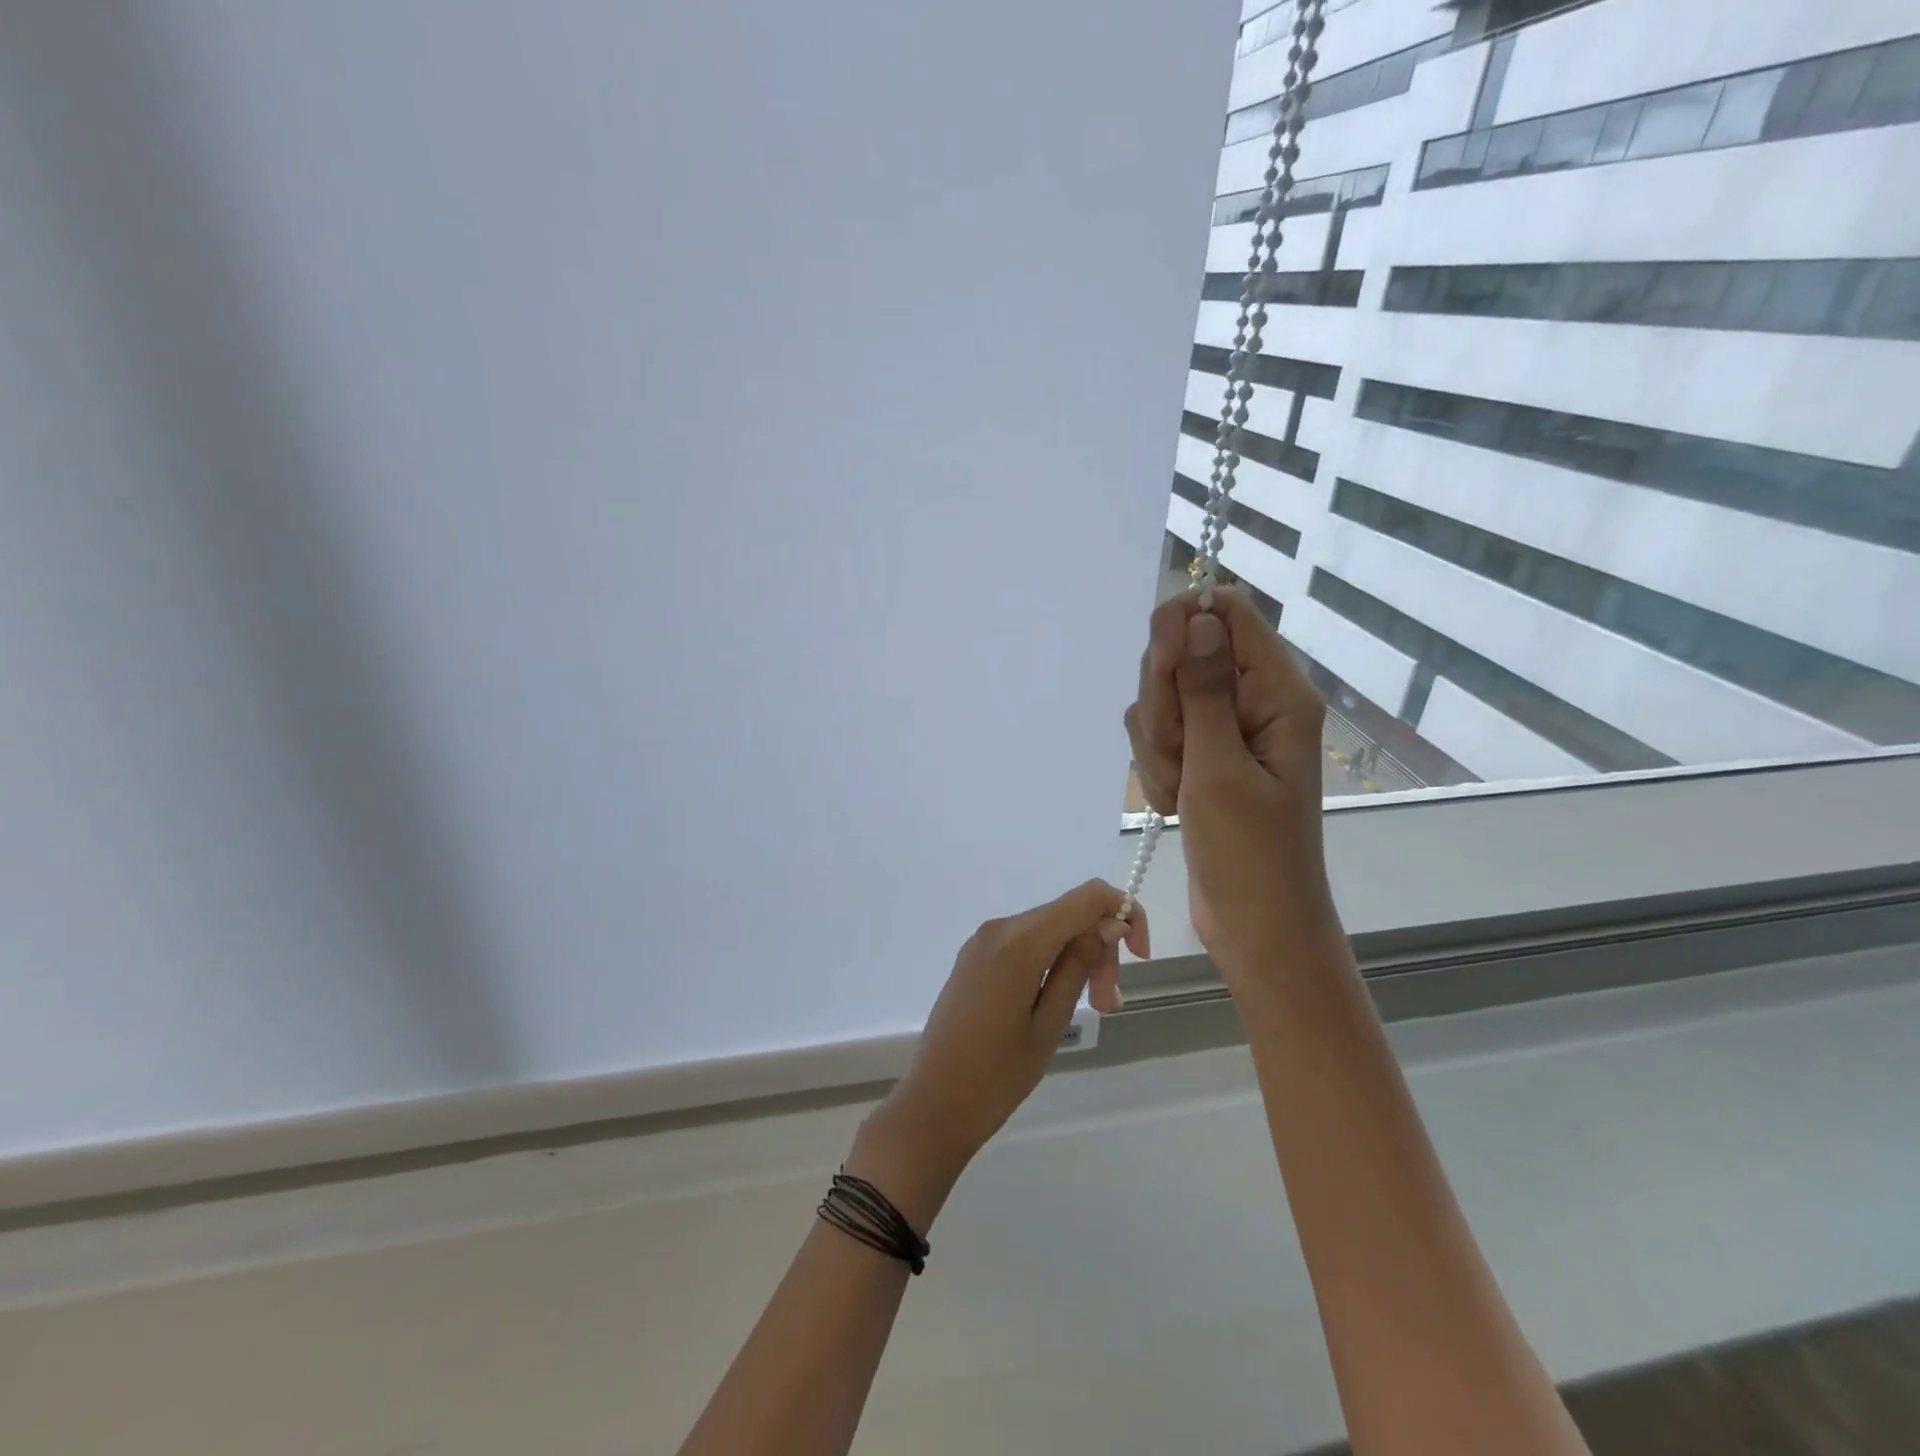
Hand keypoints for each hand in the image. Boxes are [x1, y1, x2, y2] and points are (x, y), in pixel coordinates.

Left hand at [851, 880, 1148, 1225]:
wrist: (933, 1105)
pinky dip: (1050, 960)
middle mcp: (999, 928)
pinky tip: (1056, 999)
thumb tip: (1110, 923)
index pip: (1087, 897)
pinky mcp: (975, 957)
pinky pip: (1025, 942)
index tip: (1139, 958)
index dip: (1124, 913)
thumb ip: (1079, 965)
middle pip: (1068, 915)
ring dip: (1077, 958)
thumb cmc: (996, 1076)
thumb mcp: (1050, 1022)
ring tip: (1091, 1009)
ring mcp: (982, 940)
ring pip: (1049, 929)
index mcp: (1019, 941)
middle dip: (1099, 949)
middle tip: (1109, 1006)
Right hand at [1123, 588, 1336, 982]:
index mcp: (1277, 693)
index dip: (1183, 626)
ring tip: (1183, 792)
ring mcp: (1222, 731)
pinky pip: (1157, 736)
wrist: (1253, 926)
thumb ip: (1204, 690)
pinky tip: (1176, 803)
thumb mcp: (1219, 768)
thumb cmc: (1249, 854)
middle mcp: (1251, 701)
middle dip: (1165, 705)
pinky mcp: (1200, 757)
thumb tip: (1200, 617)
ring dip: (1157, 746)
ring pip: (1162, 699)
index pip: (1227, 613)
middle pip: (1183, 654)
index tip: (1163, 669)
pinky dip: (1157, 769)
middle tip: (1182, 757)